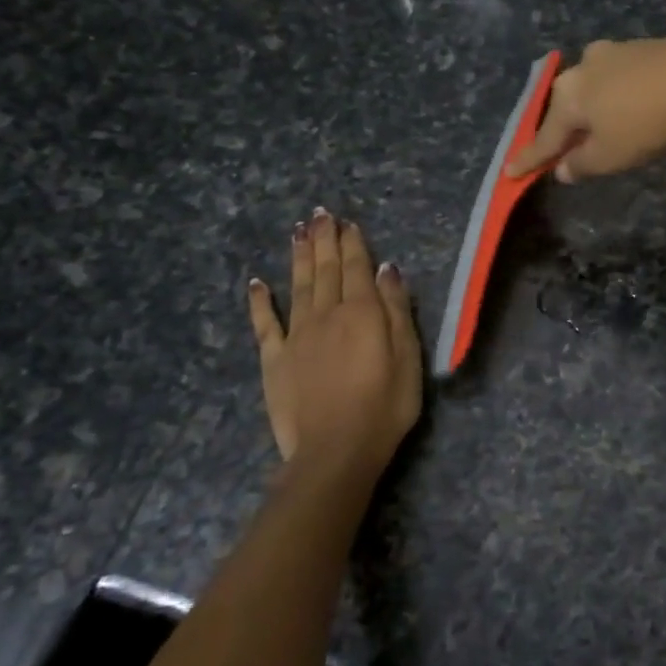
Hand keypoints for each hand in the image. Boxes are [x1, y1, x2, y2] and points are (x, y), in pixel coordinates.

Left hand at [246, 210, 421, 482]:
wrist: (335, 450)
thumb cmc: (385, 405)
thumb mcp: (408, 356)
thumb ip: (396, 309)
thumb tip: (386, 269)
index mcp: (363, 312)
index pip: (358, 268)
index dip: (352, 243)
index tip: (347, 222)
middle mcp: (327, 314)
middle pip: (326, 269)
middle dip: (324, 240)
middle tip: (320, 214)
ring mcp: (297, 335)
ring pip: (298, 286)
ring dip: (298, 257)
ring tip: (298, 231)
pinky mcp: (274, 359)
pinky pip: (265, 323)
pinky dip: (260, 301)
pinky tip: (257, 282)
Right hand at [505, 38, 665, 181]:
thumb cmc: (646, 125)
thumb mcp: (609, 157)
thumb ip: (581, 164)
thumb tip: (562, 168)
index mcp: (570, 94)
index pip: (545, 135)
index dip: (530, 158)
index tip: (510, 172)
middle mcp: (586, 65)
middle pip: (570, 104)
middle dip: (566, 126)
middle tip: (564, 148)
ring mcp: (619, 51)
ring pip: (597, 85)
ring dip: (597, 107)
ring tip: (604, 127)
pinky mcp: (650, 46)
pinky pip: (625, 77)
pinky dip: (623, 94)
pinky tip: (635, 105)